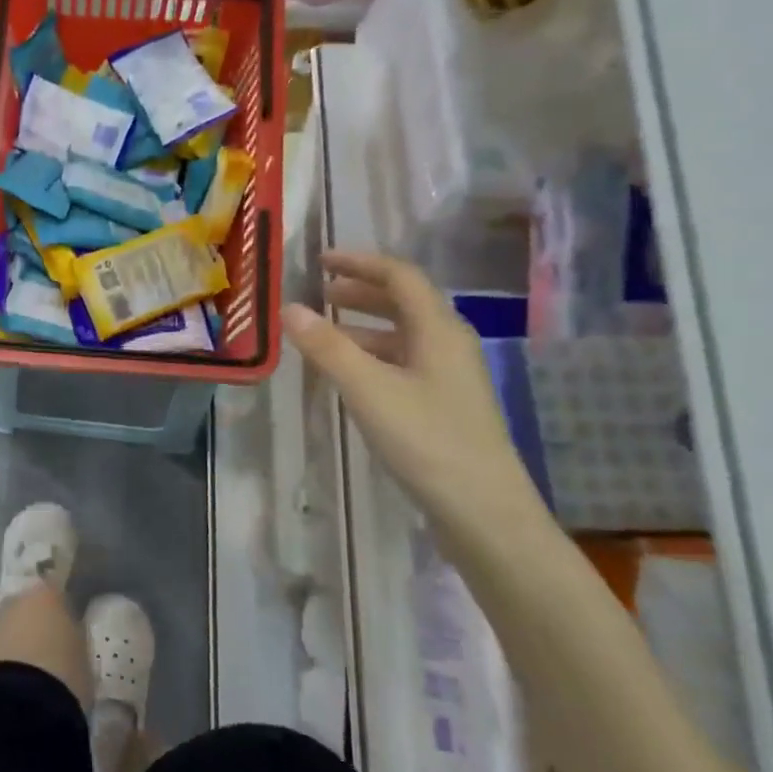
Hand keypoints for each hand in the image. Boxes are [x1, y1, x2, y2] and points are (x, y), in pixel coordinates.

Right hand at [281, 251, 543, 540]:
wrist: (483, 510)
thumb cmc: (426, 440)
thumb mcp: (368, 389)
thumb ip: (328, 347)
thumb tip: (289, 308)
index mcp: (438, 329)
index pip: (400, 276)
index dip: (360, 263)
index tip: (321, 261)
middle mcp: (448, 344)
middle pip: (404, 302)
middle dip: (360, 292)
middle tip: (319, 292)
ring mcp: (449, 376)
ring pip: (403, 335)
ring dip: (364, 325)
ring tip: (324, 330)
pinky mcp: (443, 405)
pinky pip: (403, 362)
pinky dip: (372, 355)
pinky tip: (349, 374)